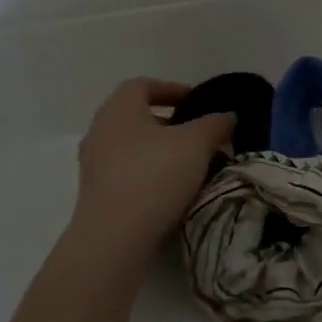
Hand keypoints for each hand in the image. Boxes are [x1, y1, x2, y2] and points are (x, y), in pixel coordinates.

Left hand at [72, 79, 234, 257]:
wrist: (115, 235)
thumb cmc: (156, 175)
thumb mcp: (198, 143)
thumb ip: (216, 123)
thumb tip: (227, 116)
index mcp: (119, 110)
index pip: (142, 85)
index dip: (171, 89)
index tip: (197, 102)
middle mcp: (100, 131)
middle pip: (137, 117)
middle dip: (171, 123)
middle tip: (201, 134)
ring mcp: (95, 165)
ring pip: (134, 146)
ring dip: (163, 150)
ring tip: (194, 164)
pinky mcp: (98, 193)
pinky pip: (129, 171)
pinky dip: (152, 172)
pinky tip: (175, 188)